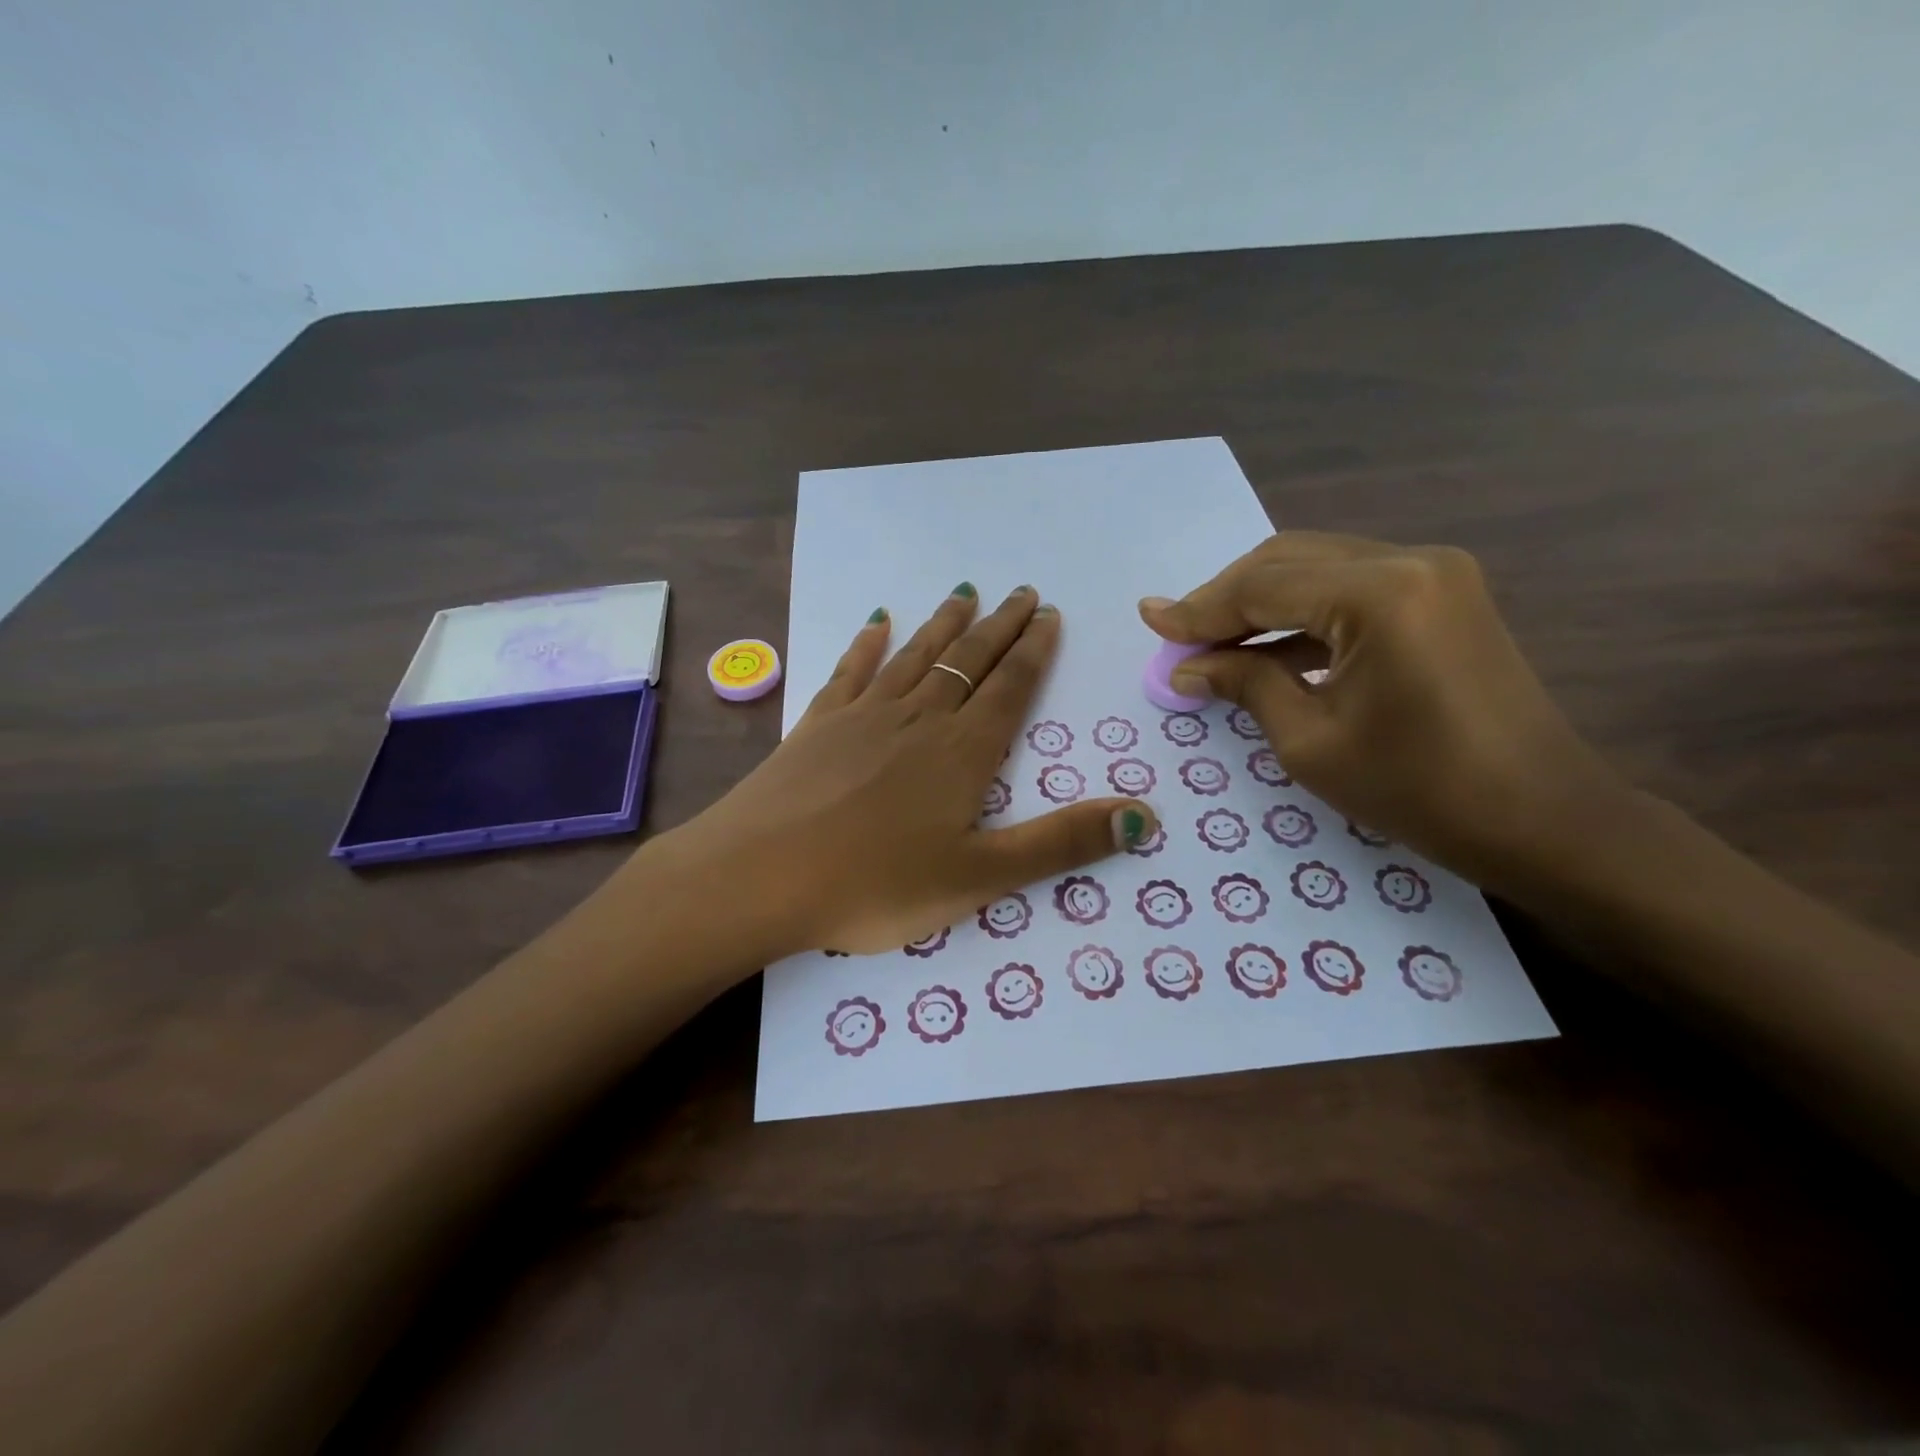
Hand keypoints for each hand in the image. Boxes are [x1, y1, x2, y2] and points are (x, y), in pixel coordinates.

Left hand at [659, 584, 1156, 957]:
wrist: (761, 876)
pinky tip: (877, 622)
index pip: (1010, 688)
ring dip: (944, 623)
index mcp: (962, 753)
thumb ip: (1061, 845)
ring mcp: (863, 715)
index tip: (1048, 615)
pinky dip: (868, 644)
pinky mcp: (818, 723)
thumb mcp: (981, 877)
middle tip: (1022, 592)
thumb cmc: (876, 884)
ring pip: (916, 655)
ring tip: (966, 592)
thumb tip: (1145, 817)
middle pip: (968, 660)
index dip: (1033, 651)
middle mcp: (918, 719)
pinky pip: (851, 670)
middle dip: (999, 626)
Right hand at [1141, 533, 1625, 885]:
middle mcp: (1408, 562)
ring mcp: (1434, 573)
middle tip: (1177, 636)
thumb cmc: (1418, 790)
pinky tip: (1267, 648)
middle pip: (1287, 561)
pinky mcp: (1443, 595)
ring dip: (1261, 603)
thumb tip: (1186, 666)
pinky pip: (1350, 589)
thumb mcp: (1310, 741)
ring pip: (1317, 568)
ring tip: (1211, 643)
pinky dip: (1302, 614)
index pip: (1262, 587)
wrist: (1542, 819)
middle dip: (1225, 599)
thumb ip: (1244, 684)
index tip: (1148, 618)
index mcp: (1378, 594)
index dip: (1198, 608)